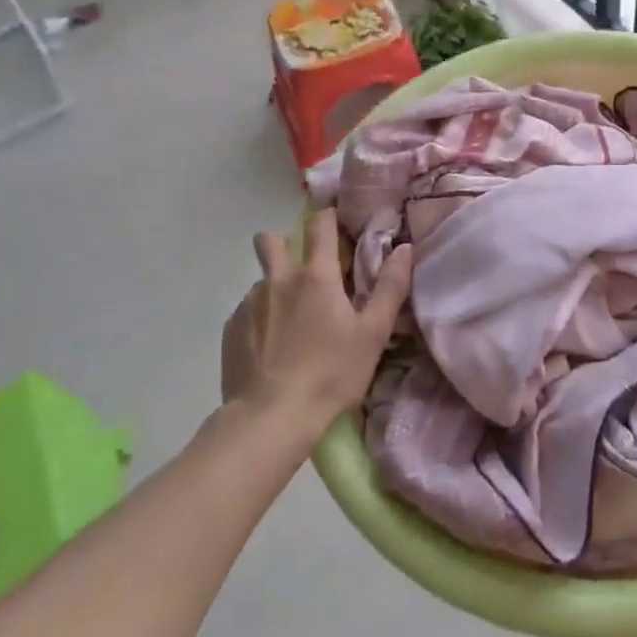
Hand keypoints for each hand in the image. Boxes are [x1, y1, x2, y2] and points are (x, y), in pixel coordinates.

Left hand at [220, 209, 414, 433]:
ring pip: (261, 280)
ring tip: (289, 324)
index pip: (319, 224)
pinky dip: (260, 319)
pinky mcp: (230, 330)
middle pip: (271, 240)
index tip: (336, 223)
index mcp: (316, 275)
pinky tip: (270, 349)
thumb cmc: (330, 374)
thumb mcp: (373, 334)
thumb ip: (390, 288)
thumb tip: (405, 248)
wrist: (269, 420)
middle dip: (284, 243)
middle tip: (302, 269)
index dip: (328, 217)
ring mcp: (250, 304)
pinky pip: (247, 311)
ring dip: (275, 288)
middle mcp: (279, 279)